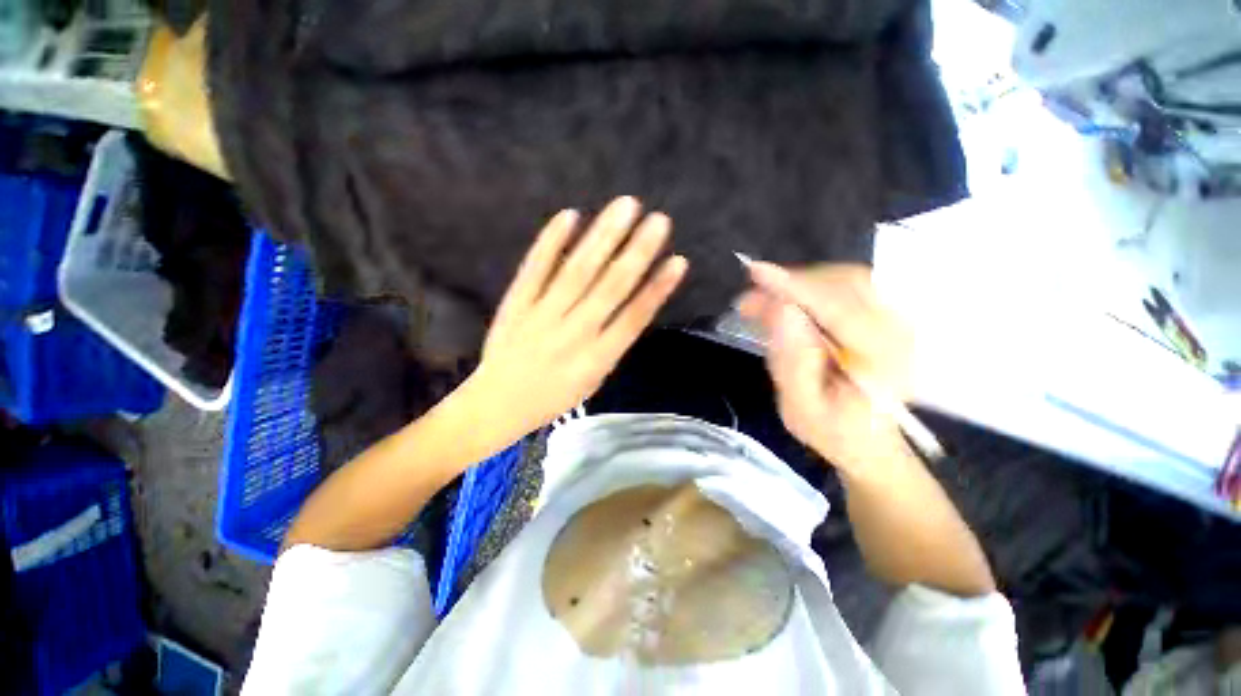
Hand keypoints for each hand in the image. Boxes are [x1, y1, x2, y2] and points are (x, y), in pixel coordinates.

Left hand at [467, 197, 687, 436]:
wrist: (497, 404)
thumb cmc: (553, 397)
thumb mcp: (593, 381)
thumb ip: (612, 345)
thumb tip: (633, 305)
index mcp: (595, 359)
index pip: (633, 318)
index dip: (657, 289)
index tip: (678, 260)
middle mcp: (573, 334)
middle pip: (609, 288)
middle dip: (637, 252)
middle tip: (659, 220)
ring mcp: (541, 315)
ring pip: (577, 271)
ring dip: (603, 237)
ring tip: (625, 207)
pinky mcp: (516, 303)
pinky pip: (535, 268)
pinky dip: (552, 241)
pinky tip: (570, 215)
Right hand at [736, 262, 914, 475]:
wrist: (868, 441)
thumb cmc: (832, 431)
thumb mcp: (801, 408)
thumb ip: (792, 362)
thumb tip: (781, 310)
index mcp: (884, 362)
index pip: (839, 309)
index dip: (797, 287)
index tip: (757, 272)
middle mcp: (901, 333)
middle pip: (847, 285)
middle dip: (794, 284)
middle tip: (751, 300)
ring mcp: (899, 321)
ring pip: (847, 280)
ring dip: (801, 284)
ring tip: (763, 303)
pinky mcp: (886, 316)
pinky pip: (849, 286)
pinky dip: (812, 288)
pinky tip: (787, 303)